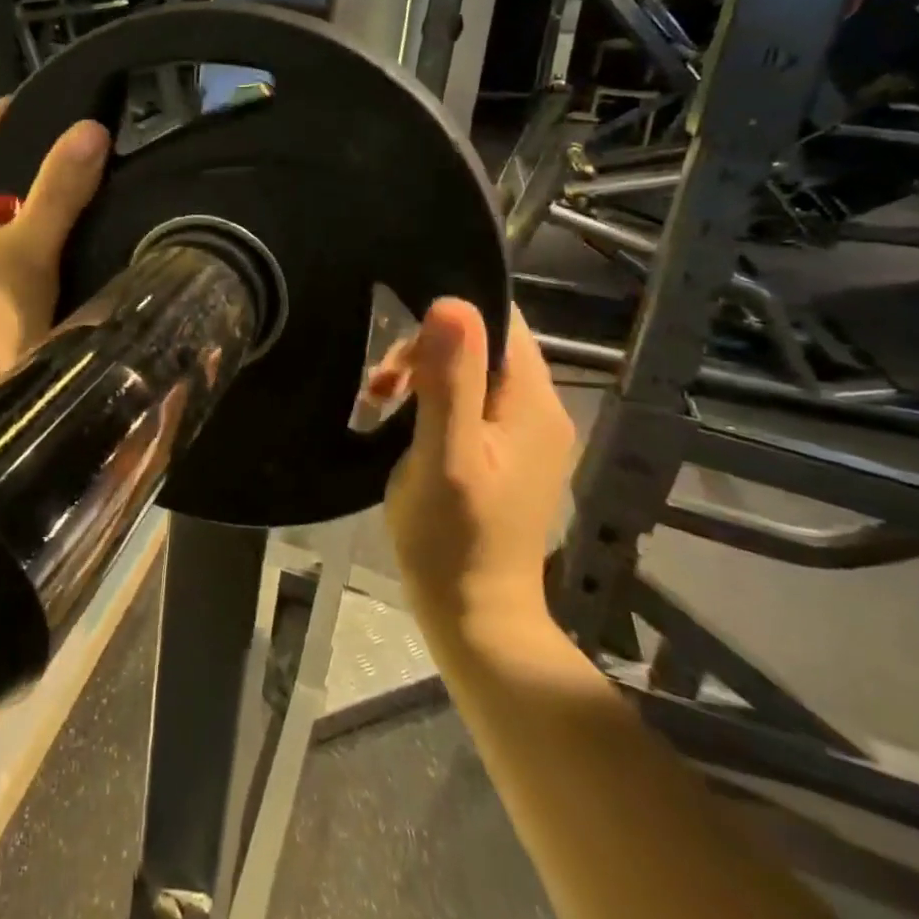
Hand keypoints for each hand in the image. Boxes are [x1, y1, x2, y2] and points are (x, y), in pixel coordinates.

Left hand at [0, 99, 110, 400]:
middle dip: (25, 163)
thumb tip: (91, 128)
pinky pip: (10, 255)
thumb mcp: (27, 247)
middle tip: (79, 146)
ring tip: (85, 187)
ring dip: (34, 205)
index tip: (43, 102)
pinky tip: (73, 245)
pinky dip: (37, 241)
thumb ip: (59, 189)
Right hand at [380, 300, 576, 626]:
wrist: (474, 616)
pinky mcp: (503, 456)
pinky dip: (430, 402)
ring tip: (380, 402)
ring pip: (471, 373)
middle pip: (482, 346)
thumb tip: (452, 302)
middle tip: (381, 385)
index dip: (449, 319)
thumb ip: (450, 380)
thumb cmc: (453, 537)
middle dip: (427, 352)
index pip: (501, 323)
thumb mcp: (444, 455)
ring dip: (423, 377)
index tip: (400, 347)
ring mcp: (522, 435)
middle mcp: (539, 410)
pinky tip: (399, 422)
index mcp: (533, 403)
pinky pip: (468, 403)